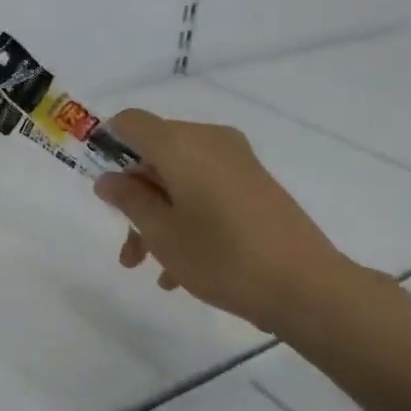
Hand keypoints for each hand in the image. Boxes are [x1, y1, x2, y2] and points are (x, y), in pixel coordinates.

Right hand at [94, 109, 379, 340]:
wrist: (308, 288)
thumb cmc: (223, 257)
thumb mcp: (162, 233)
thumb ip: (129, 200)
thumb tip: (109, 179)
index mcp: (182, 144)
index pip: (131, 122)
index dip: (108, 144)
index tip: (102, 185)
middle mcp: (210, 141)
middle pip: (155, 155)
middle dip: (135, 198)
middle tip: (128, 248)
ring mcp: (237, 162)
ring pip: (180, 177)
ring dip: (159, 216)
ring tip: (152, 268)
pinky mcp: (255, 184)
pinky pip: (206, 189)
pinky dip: (188, 217)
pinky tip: (181, 270)